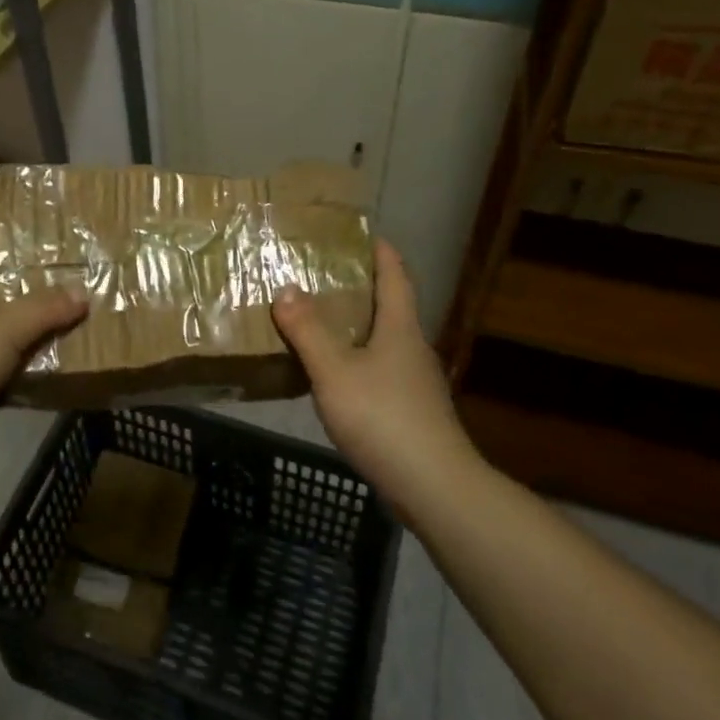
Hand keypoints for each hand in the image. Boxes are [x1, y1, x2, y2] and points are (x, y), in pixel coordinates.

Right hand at [273, 240, 474, 506]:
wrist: (432, 486)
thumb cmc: (383, 418)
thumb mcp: (335, 371)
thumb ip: (308, 330)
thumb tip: (286, 288)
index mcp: (400, 327)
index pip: (395, 275)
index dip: (380, 251)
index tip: (359, 234)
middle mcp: (412, 347)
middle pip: (390, 306)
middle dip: (361, 287)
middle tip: (322, 275)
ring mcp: (414, 381)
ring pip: (384, 340)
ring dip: (357, 325)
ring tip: (320, 320)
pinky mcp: (410, 410)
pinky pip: (380, 370)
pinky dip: (357, 360)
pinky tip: (334, 374)